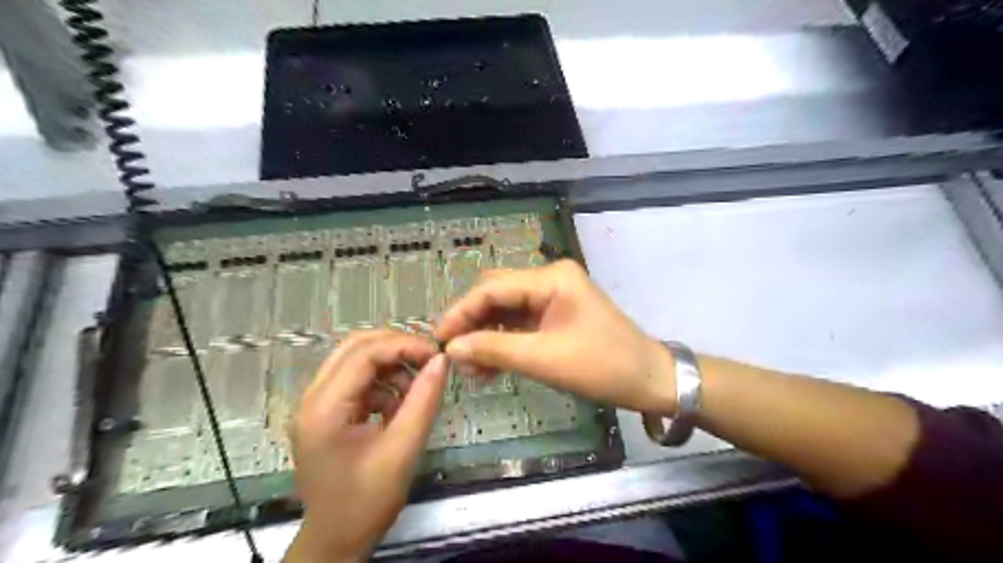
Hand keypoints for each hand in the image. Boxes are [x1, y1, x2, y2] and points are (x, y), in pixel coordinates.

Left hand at [282, 329, 446, 562]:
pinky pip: (357, 380)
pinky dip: (382, 384)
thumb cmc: (366, 501)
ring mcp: (316, 404)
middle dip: (396, 347)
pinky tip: (399, 406)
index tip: (436, 356)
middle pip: (355, 347)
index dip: (404, 346)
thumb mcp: (403, 449)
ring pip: (355, 360)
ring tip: (416, 389)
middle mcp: (313, 397)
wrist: (335, 539)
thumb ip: (423, 401)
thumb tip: (441, 360)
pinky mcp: (325, 412)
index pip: (364, 353)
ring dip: (390, 366)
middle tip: (428, 360)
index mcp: (324, 407)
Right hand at [435, 262, 676, 414]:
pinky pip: (519, 324)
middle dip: (472, 323)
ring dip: (485, 336)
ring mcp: (553, 297)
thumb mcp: (545, 359)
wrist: (649, 380)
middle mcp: (549, 279)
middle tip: (452, 354)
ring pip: (505, 311)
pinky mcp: (555, 316)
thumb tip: (452, 349)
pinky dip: (502, 343)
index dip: (461, 312)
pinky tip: (488, 367)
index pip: (492, 288)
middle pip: (496, 294)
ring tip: (469, 370)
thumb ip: (494, 349)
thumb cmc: (603, 365)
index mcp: (551, 278)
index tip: (438, 339)